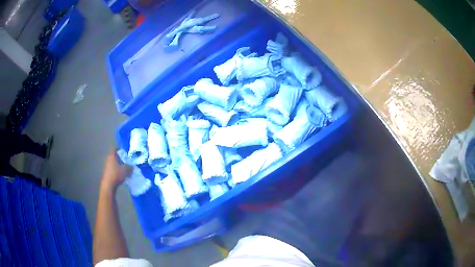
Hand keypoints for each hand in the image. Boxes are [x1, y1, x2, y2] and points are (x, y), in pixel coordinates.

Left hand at [101, 148, 132, 192]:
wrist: (108, 185)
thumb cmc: (116, 174)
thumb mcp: (126, 170)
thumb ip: (130, 167)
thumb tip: (132, 166)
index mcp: (112, 156)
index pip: (114, 149)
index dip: (119, 149)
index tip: (124, 152)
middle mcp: (108, 160)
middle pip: (114, 156)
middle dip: (121, 158)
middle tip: (127, 161)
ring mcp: (107, 167)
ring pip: (114, 163)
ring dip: (119, 165)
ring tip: (125, 169)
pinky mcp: (107, 173)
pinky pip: (113, 169)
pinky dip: (117, 171)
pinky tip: (122, 175)